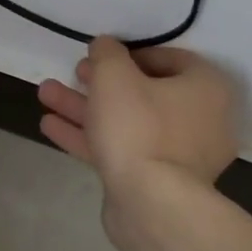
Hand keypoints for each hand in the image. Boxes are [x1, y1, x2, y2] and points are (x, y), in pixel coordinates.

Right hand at [37, 38, 239, 196]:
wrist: (152, 204)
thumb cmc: (138, 126)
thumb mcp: (114, 75)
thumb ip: (107, 53)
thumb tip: (106, 46)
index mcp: (205, 89)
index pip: (170, 59)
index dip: (130, 53)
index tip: (101, 55)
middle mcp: (201, 120)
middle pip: (144, 92)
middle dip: (100, 82)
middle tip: (74, 73)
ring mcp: (179, 155)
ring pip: (127, 122)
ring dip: (85, 107)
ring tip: (45, 95)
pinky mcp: (157, 182)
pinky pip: (121, 149)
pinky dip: (89, 137)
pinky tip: (50, 126)